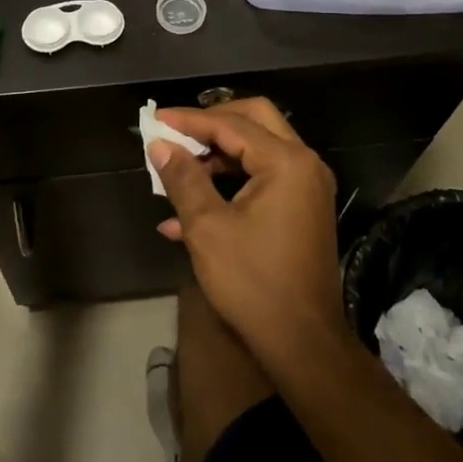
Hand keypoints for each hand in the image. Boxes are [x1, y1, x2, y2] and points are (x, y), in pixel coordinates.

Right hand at [149, 99, 344, 364]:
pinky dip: (231, 183)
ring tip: (177, 172)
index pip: (231, 124)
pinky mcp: (303, 208)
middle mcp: (304, 164)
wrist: (302, 342)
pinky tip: (188, 213)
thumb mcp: (208, 227)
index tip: (155, 119)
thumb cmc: (253, 281)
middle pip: (254, 120)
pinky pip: (263, 178)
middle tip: (176, 132)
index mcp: (286, 162)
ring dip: (218, 155)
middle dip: (211, 123)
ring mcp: (307, 187)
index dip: (189, 120)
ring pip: (258, 149)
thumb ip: (183, 179)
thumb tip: (160, 145)